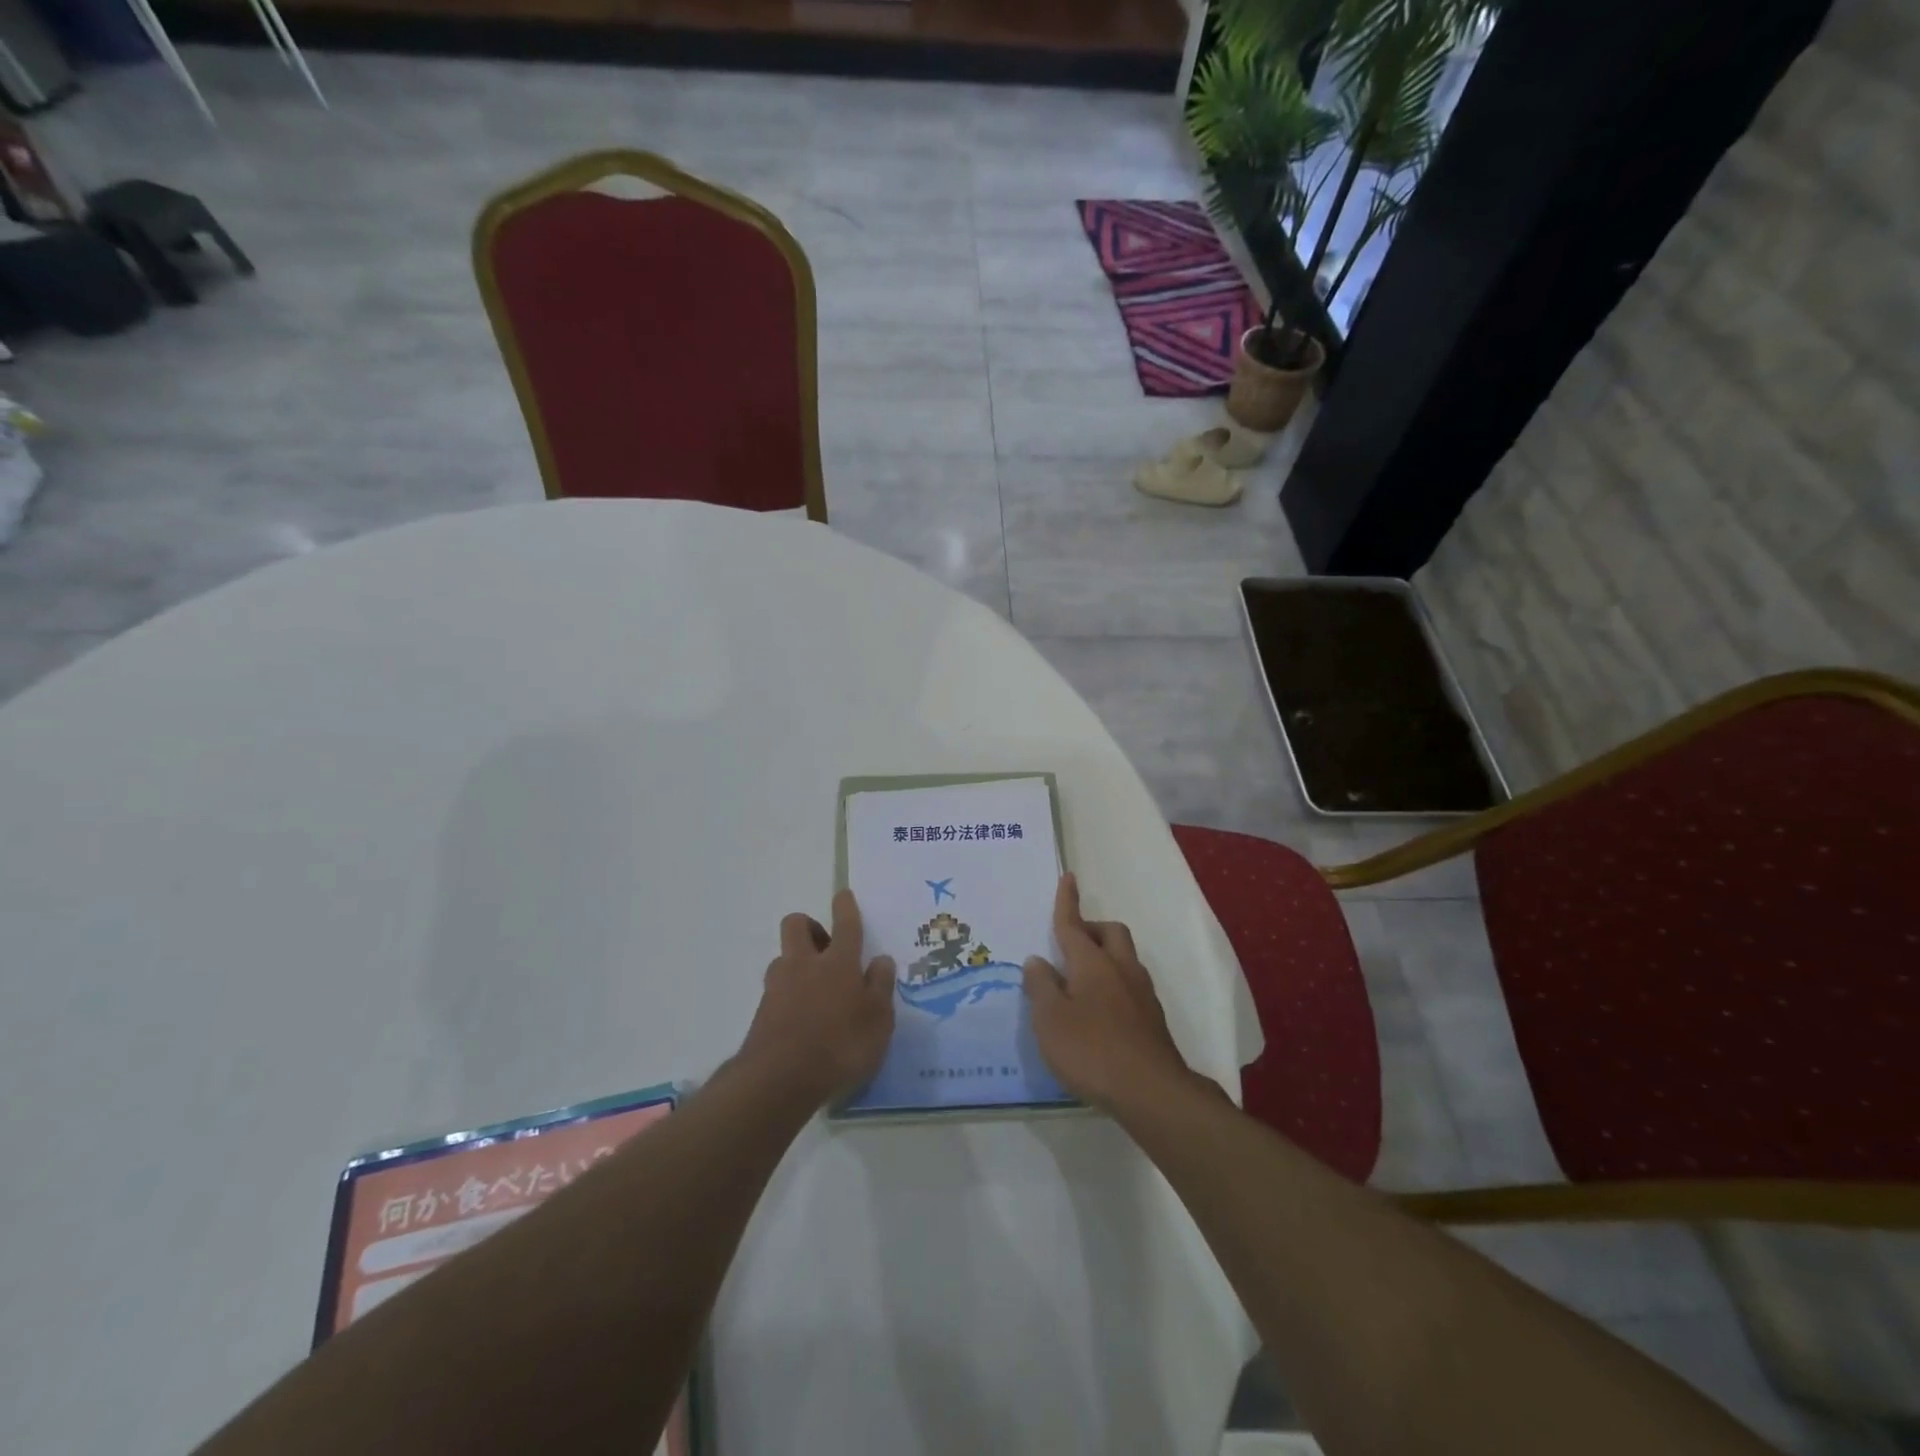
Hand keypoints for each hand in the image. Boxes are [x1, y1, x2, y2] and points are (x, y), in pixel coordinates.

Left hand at [738, 890, 896, 1108]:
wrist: (779, 1081)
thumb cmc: (840, 1046)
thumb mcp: (878, 1021)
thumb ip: (881, 987)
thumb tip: (881, 960)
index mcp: (838, 963)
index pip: (845, 924)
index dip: (845, 907)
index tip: (843, 895)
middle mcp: (805, 965)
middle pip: (797, 925)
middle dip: (810, 926)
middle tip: (826, 947)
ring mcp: (778, 987)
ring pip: (784, 958)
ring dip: (797, 963)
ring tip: (815, 990)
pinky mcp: (762, 1012)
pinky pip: (777, 990)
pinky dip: (789, 995)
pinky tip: (802, 1020)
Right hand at [1023, 874, 1193, 1109]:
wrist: (1151, 1091)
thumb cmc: (1091, 1051)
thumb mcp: (1050, 1020)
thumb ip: (1041, 987)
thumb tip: (1037, 960)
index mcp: (1091, 963)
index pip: (1073, 925)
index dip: (1067, 901)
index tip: (1069, 877)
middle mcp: (1120, 969)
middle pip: (1110, 932)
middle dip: (1092, 928)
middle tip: (1071, 944)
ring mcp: (1141, 993)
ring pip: (1125, 957)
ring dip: (1105, 956)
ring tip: (1082, 981)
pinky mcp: (1153, 1018)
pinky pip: (1131, 984)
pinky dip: (1115, 983)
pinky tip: (1101, 1011)